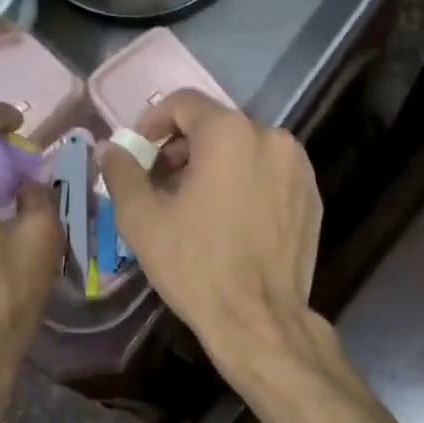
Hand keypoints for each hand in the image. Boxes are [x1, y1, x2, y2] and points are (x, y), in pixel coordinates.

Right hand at [99, 90, 321, 369]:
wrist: (257, 318)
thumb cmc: (195, 266)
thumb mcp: (142, 220)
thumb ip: (122, 173)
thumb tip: (112, 149)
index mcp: (229, 133)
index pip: (184, 103)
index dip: (153, 122)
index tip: (139, 151)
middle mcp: (272, 138)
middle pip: (217, 126)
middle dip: (183, 147)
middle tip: (161, 183)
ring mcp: (298, 168)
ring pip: (246, 150)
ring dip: (216, 166)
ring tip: (195, 204)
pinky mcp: (312, 198)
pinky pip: (270, 176)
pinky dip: (246, 184)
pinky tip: (230, 220)